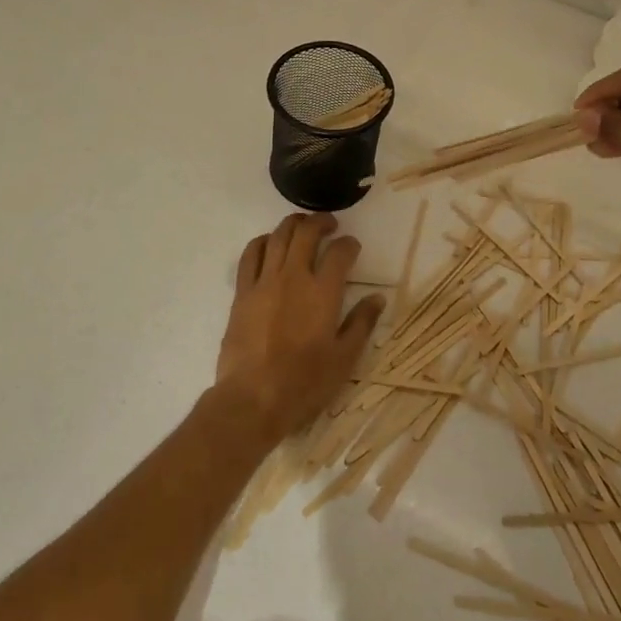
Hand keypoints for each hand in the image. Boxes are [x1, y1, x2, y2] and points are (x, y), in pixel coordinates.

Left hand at [214, 213, 383, 447]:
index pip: (340, 252)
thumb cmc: (304, 382)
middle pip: (306, 233)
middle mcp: (294, 277)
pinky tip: (268, 243)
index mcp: (323, 292)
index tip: (352, 247)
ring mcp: (265, 282)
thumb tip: (377, 298)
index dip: (349, 244)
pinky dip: (262, 242)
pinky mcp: (243, 292)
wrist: (253, 398)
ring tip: (302, 226)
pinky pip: (250, 255)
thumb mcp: (344, 359)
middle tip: (329, 225)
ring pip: (278, 236)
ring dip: (292, 224)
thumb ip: (361, 324)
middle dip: (321, 222)